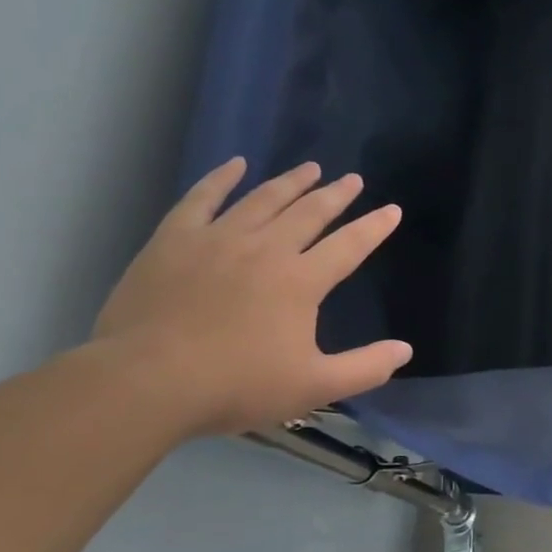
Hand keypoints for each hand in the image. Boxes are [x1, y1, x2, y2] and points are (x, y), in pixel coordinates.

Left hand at [94, 158, 410, 435]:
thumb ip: (365, 368)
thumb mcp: (313, 387)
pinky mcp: (175, 239)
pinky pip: (203, 198)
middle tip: (352, 179)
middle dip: (336, 195)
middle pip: (310, 212)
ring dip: (291, 182)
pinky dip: (222, 178)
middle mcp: (266, 249)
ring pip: (264, 199)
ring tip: (310, 168)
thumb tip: (405, 349)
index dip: (374, 227)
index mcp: (301, 281)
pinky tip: (236, 164)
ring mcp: (218, 239)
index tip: (392, 210)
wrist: (146, 382)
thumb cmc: (235, 385)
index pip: (350, 245)